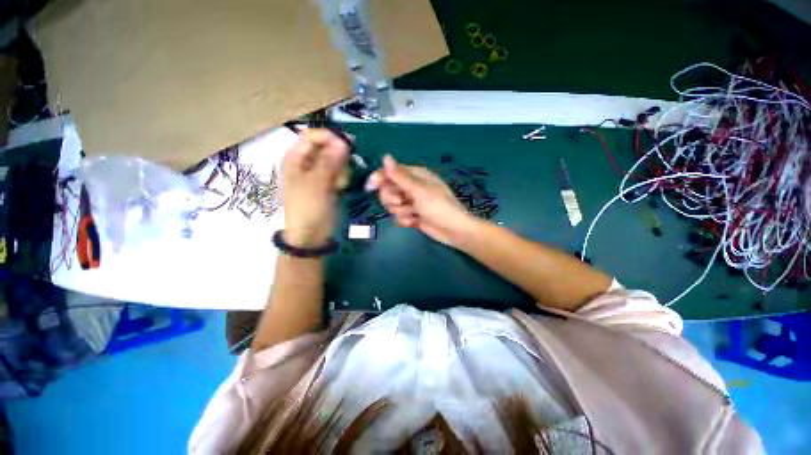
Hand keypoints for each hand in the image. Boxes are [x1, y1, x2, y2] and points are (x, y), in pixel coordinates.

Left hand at [282, 129, 349, 246]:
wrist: (310, 236)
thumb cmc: (309, 209)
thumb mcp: (317, 184)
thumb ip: (330, 162)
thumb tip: (343, 141)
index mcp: (295, 158)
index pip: (313, 135)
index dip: (330, 137)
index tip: (349, 146)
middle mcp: (306, 162)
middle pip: (326, 147)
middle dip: (338, 157)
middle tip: (344, 171)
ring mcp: (317, 173)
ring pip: (335, 160)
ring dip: (342, 169)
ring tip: (340, 184)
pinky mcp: (327, 183)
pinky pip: (339, 173)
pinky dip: (342, 178)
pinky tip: (341, 188)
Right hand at [366, 155, 474, 245]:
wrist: (453, 231)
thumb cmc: (438, 206)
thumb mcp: (418, 190)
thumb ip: (400, 176)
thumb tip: (386, 156)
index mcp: (415, 175)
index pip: (391, 172)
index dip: (380, 178)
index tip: (370, 186)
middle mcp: (411, 187)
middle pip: (388, 189)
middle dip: (392, 198)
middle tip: (401, 202)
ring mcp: (411, 203)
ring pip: (392, 205)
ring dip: (400, 211)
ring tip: (413, 213)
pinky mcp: (411, 215)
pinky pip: (398, 216)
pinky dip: (405, 220)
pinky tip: (415, 222)